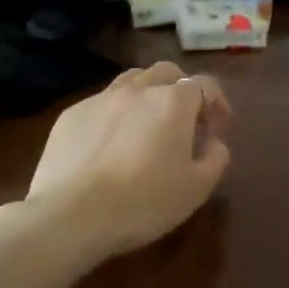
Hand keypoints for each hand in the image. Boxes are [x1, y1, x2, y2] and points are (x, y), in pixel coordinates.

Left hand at [23, 61, 232, 258]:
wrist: (71, 215)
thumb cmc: (144, 202)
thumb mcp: (197, 188)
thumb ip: (216, 158)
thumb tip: (214, 142)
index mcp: (174, 102)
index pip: (205, 84)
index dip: (217, 103)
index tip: (217, 129)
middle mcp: (138, 89)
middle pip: (167, 72)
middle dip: (182, 89)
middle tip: (185, 120)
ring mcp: (101, 99)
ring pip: (131, 80)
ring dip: (147, 94)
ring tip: (147, 124)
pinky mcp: (71, 115)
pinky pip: (101, 103)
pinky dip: (115, 114)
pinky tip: (110, 143)